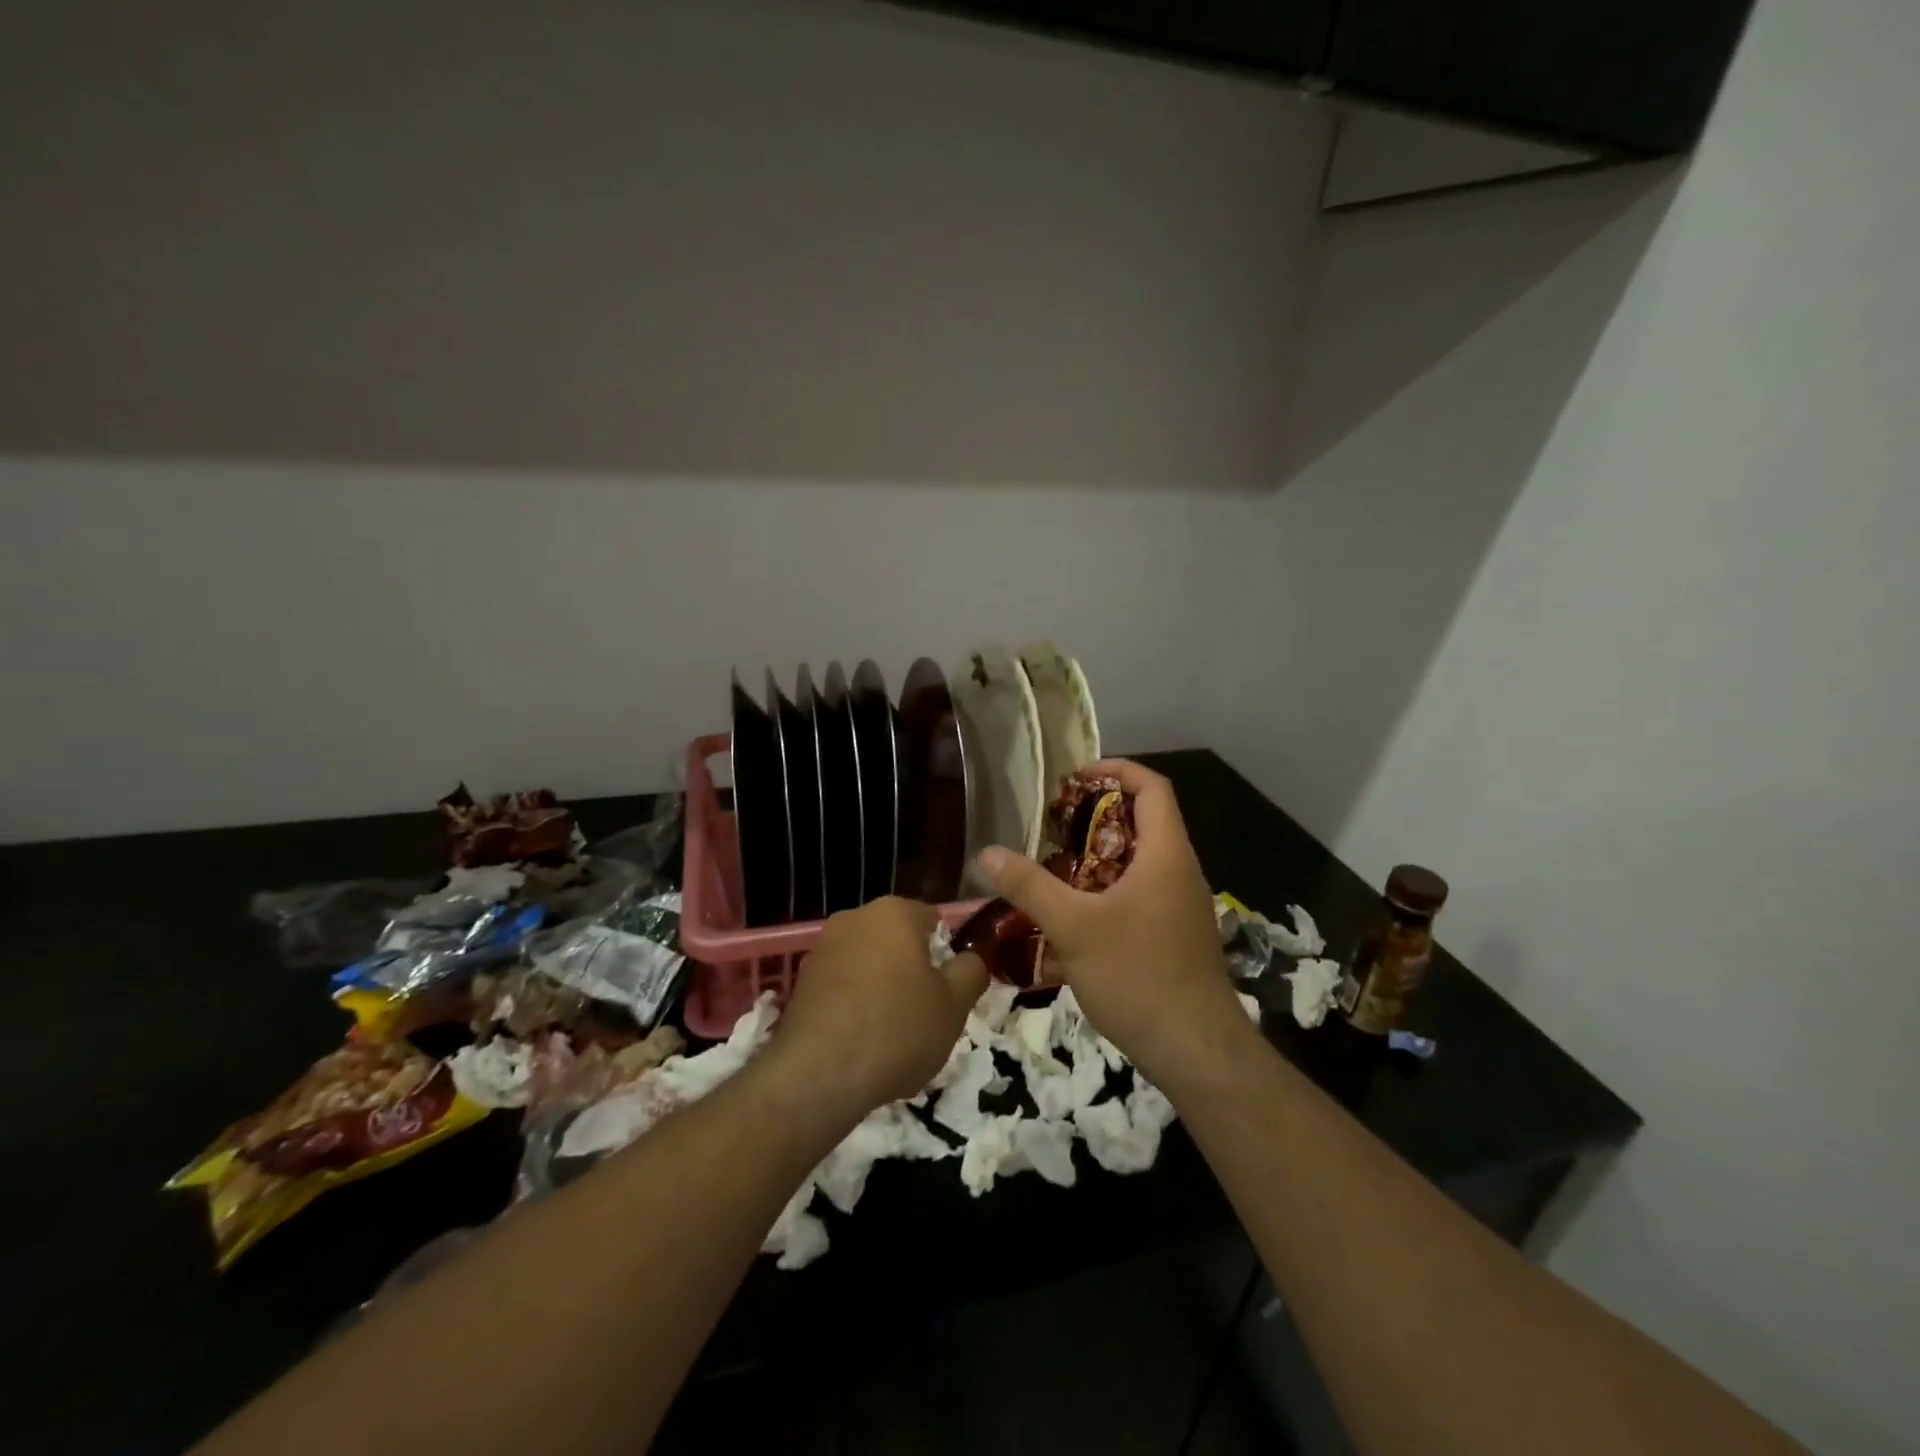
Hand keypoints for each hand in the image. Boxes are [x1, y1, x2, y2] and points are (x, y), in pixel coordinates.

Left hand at [773, 896, 987, 1114]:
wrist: (818, 1075)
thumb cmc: (897, 1029)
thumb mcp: (954, 1005)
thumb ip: (971, 971)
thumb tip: (970, 959)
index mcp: (894, 912)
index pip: (933, 921)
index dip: (947, 954)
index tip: (950, 989)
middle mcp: (854, 918)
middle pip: (898, 941)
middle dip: (913, 970)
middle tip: (926, 1013)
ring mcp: (822, 949)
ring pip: (869, 964)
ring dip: (883, 988)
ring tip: (892, 1035)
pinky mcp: (802, 982)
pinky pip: (843, 986)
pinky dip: (855, 1005)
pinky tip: (862, 1042)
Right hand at [977, 760, 1247, 1088]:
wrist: (1196, 1050)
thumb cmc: (1138, 975)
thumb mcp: (1074, 928)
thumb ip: (1029, 887)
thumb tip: (987, 853)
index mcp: (1166, 855)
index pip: (1152, 787)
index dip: (1116, 770)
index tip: (1075, 776)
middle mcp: (1180, 871)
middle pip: (1144, 821)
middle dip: (1098, 814)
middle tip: (1054, 824)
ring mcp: (1181, 905)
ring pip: (1140, 861)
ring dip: (1100, 855)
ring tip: (1056, 864)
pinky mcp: (1175, 934)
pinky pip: (1141, 892)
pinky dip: (1108, 888)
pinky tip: (1075, 914)